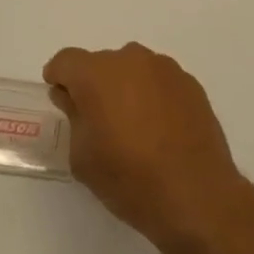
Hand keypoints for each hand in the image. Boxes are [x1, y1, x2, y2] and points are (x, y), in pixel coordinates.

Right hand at [44, 42, 253, 253]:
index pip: (66, 60)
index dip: (59, 77)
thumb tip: (72, 97)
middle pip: (101, 64)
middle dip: (94, 85)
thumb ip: (74, 117)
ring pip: (133, 69)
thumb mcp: (83, 157)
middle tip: (98, 121)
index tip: (61, 97)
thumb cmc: (129, 179)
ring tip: (133, 127)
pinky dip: (152, 96)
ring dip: (126, 88)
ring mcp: (164, 68)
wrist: (195, 194)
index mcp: (97, 74)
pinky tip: (160, 130)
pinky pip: (159, 81)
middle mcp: (130, 59)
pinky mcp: (189, 82)